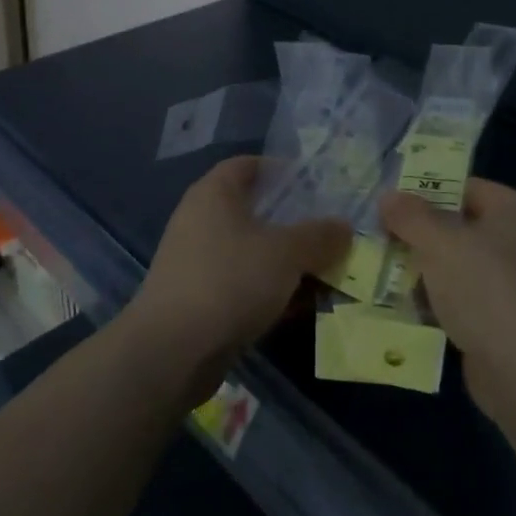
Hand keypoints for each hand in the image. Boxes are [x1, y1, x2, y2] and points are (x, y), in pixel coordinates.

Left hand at [125, 156, 350, 392]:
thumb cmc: (230, 281)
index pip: (248, 165)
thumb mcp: (286, 253)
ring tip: (322, 273)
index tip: (314, 185)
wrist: (172, 351)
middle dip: (292, 222)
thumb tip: (343, 227)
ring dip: (283, 262)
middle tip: (328, 233)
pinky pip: (240, 283)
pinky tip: (296, 307)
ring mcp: (195, 261)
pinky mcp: (196, 298)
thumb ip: (319, 236)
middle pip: (253, 210)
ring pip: (250, 251)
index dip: (281, 170)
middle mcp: (200, 219)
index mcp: (214, 193)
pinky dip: (266, 290)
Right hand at [380, 179, 515, 424]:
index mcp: (514, 210)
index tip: (389, 204)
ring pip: (456, 265)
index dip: (425, 192)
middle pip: (458, 226)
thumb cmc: (485, 288)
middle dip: (419, 234)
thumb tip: (388, 196)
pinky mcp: (502, 321)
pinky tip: (403, 305)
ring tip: (381, 269)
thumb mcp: (439, 242)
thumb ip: (410, 215)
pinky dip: (436, 301)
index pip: (464, 187)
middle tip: (378, 236)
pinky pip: (461, 299)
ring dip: (423, 270)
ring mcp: (513, 284)